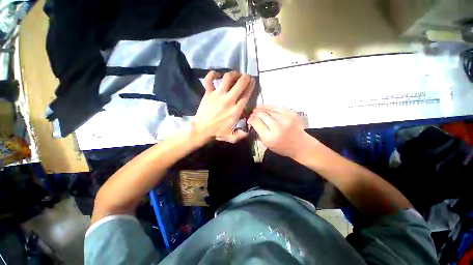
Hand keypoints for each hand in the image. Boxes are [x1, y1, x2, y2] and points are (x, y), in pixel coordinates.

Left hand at [193, 71, 254, 143]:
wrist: (201, 130)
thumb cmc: (218, 133)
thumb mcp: (232, 137)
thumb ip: (243, 134)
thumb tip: (251, 129)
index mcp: (236, 110)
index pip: (247, 94)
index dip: (251, 86)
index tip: (253, 82)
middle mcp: (229, 100)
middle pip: (240, 83)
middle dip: (245, 77)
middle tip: (246, 76)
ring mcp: (218, 95)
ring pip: (227, 78)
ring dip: (233, 74)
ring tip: (236, 74)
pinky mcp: (208, 93)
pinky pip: (209, 80)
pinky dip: (212, 75)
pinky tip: (217, 74)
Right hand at [248, 105, 314, 157]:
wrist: (301, 145)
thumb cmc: (282, 147)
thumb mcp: (267, 144)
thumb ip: (259, 132)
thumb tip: (252, 121)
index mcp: (270, 137)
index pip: (256, 122)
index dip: (251, 119)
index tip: (249, 119)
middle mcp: (277, 127)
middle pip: (261, 114)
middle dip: (255, 113)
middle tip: (252, 114)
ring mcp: (286, 119)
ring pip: (269, 109)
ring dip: (261, 108)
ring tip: (256, 109)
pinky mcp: (291, 113)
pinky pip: (277, 107)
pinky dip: (269, 107)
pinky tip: (265, 107)